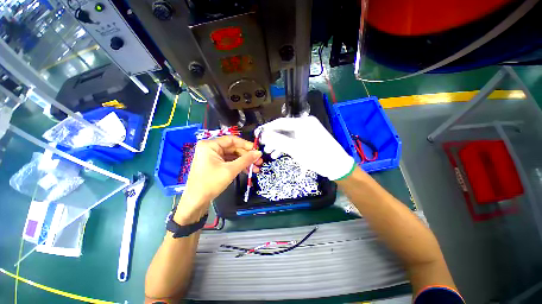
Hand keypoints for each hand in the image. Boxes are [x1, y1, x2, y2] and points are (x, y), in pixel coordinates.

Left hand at [174, 136, 261, 223]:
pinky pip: (229, 161)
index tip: (256, 150)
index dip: (246, 144)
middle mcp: (210, 148)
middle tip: (258, 161)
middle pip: (233, 148)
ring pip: (233, 156)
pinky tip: (248, 170)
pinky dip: (238, 165)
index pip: (232, 140)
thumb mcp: (230, 170)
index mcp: (210, 145)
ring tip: (255, 168)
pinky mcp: (214, 164)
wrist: (196, 202)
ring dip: (244, 162)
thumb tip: (259, 153)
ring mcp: (212, 156)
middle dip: (247, 155)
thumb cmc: (210, 183)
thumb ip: (246, 160)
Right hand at [259, 116, 354, 180]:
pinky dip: (286, 146)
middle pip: (284, 129)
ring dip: (278, 144)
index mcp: (302, 122)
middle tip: (264, 147)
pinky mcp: (309, 138)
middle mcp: (305, 123)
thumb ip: (278, 141)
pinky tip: (278, 154)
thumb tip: (264, 135)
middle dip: (273, 139)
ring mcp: (307, 131)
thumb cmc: (316, 156)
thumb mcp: (295, 149)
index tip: (257, 134)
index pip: (280, 122)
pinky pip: (294, 140)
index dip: (267, 129)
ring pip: (288, 136)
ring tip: (270, 153)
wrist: (336, 166)